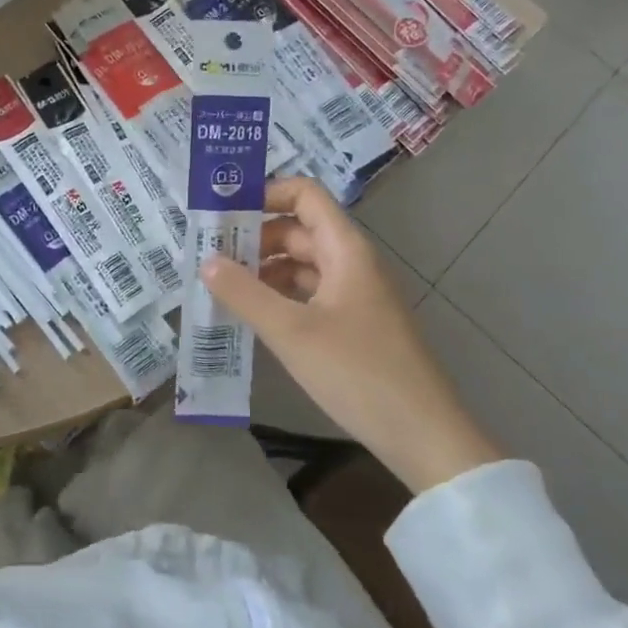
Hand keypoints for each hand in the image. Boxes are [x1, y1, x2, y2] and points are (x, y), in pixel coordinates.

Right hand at [200, 178, 501, 492]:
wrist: (422, 433)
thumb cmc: (357, 372)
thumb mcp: (291, 331)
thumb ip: (244, 293)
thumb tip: (206, 260)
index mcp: (345, 249)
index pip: (304, 195)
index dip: (264, 194)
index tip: (222, 213)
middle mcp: (352, 262)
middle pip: (298, 230)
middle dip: (254, 238)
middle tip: (208, 256)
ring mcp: (355, 295)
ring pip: (302, 265)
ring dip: (263, 270)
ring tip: (221, 287)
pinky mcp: (353, 324)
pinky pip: (309, 295)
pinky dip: (279, 297)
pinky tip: (253, 316)